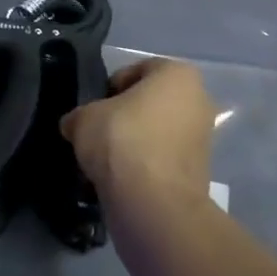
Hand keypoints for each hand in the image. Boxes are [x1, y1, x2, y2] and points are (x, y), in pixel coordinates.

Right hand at [60, 58, 214, 206]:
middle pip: (148, 103)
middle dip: (122, 117)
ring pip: (154, 133)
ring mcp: (202, 139)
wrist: (153, 204)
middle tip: (96, 134)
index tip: (92, 109)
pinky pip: (160, 160)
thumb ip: (80, 115)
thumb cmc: (122, 141)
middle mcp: (198, 101)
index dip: (108, 89)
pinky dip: (141, 167)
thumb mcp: (84, 118)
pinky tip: (117, 180)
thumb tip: (75, 125)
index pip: (135, 71)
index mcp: (178, 75)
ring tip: (103, 161)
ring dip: (131, 144)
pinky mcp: (197, 173)